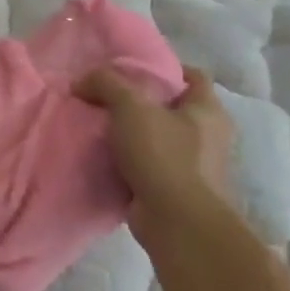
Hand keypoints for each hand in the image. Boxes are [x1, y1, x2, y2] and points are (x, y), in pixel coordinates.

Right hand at [75, 65, 238, 243]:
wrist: (177, 223)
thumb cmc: (164, 156)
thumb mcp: (130, 107)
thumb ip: (105, 83)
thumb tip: (81, 81)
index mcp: (207, 110)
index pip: (192, 76)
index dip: (163, 67)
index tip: (129, 69)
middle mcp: (208, 135)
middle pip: (170, 106)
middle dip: (138, 101)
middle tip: (104, 96)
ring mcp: (194, 165)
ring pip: (157, 136)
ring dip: (130, 132)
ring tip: (98, 126)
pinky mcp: (175, 189)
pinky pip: (148, 164)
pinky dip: (128, 160)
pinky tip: (102, 156)